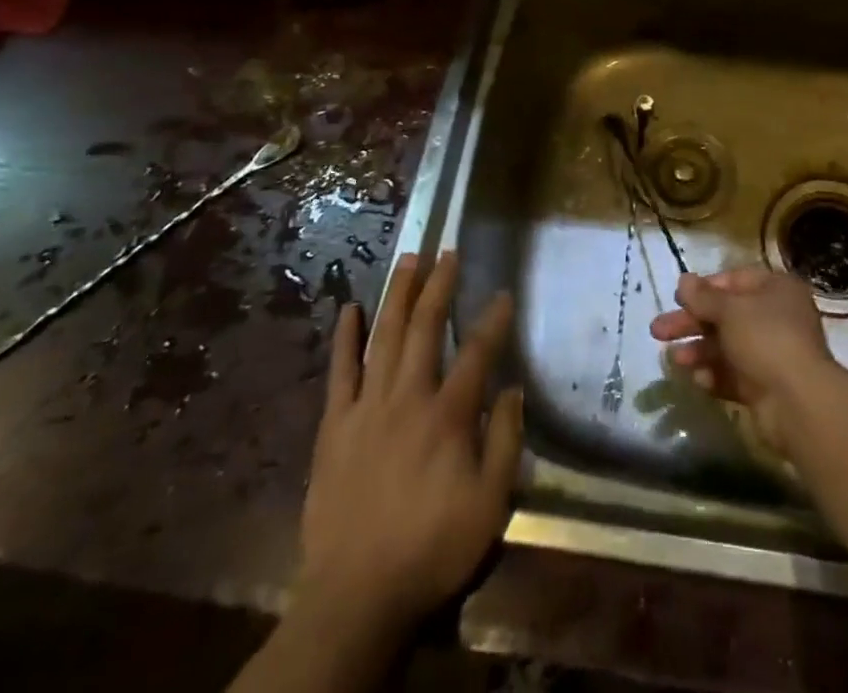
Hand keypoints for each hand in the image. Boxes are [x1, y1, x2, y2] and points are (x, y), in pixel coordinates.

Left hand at [296, 252, 522, 636]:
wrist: (355, 596)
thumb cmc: (431, 549)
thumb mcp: (489, 506)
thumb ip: (504, 442)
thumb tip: (513, 389)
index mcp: (447, 416)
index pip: (476, 353)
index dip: (493, 321)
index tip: (504, 294)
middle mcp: (407, 398)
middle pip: (424, 328)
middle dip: (439, 285)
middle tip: (448, 251)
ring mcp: (366, 408)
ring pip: (383, 337)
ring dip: (398, 295)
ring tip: (408, 259)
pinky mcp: (335, 426)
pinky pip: (340, 372)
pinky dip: (345, 338)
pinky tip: (350, 309)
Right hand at [649, 267, 836, 450]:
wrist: (799, 403)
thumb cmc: (766, 339)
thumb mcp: (730, 310)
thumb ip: (703, 296)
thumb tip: (683, 280)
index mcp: (776, 290)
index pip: (736, 280)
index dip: (705, 288)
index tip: (678, 297)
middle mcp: (776, 318)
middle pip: (726, 315)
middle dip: (691, 322)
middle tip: (657, 330)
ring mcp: (771, 354)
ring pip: (727, 347)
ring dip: (698, 351)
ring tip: (674, 361)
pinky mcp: (765, 387)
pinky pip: (734, 376)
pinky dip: (714, 375)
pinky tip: (697, 380)